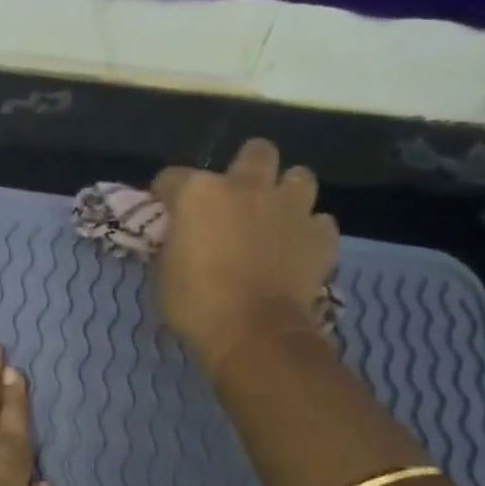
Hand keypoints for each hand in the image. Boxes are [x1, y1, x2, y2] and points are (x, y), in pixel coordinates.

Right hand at [151, 138, 339, 374]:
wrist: (253, 333)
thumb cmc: (196, 305)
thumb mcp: (164, 274)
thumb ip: (173, 245)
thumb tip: (179, 240)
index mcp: (200, 193)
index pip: (172, 178)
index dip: (166, 194)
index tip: (166, 211)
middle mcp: (248, 187)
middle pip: (255, 152)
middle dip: (247, 168)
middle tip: (237, 198)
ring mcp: (290, 208)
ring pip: (299, 177)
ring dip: (287, 193)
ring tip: (277, 217)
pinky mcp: (320, 236)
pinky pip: (320, 222)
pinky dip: (310, 232)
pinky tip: (298, 249)